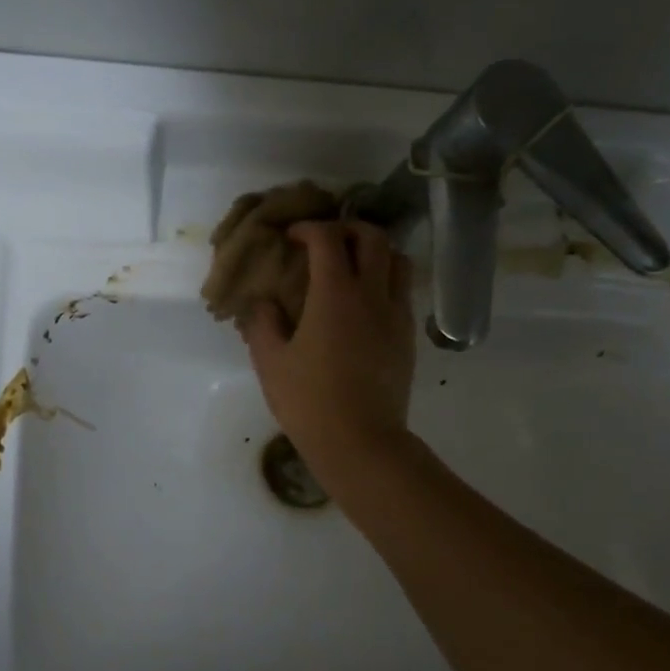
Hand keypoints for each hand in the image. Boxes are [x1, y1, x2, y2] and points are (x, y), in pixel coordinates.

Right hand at [239, 220, 415, 489]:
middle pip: (373, 238)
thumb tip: (263, 303)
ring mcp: (396, 315)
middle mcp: (372, 294)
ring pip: (398, 261)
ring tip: (351, 266)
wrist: (360, 441)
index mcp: (335, 294)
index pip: (327, 239)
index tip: (291, 237)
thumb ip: (262, 323)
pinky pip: (402, 291)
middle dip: (347, 229)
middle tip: (325, 242)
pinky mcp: (407, 336)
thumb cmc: (309, 401)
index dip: (308, 229)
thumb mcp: (270, 362)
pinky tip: (363, 303)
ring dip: (374, 252)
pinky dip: (385, 281)